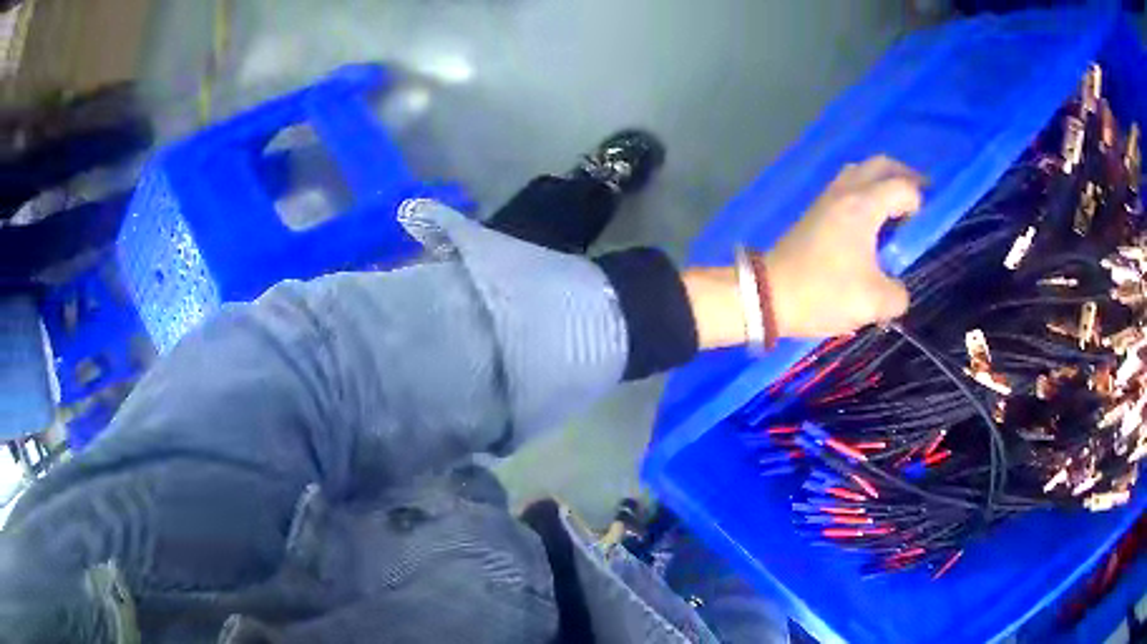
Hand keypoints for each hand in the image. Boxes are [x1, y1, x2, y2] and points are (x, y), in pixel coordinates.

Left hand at [684, 156, 923, 348]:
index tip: (924, 227)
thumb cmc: (823, 293)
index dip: (920, 202)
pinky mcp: (816, 209)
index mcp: (862, 206)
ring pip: (861, 171)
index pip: (902, 186)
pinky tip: (872, 218)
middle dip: (905, 175)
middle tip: (922, 197)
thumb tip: (898, 290)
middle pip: (880, 164)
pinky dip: (866, 190)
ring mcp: (827, 197)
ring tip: (898, 207)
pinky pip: (847, 185)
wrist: (769, 294)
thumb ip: (898, 295)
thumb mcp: (873, 303)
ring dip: (883, 180)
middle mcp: (845, 192)